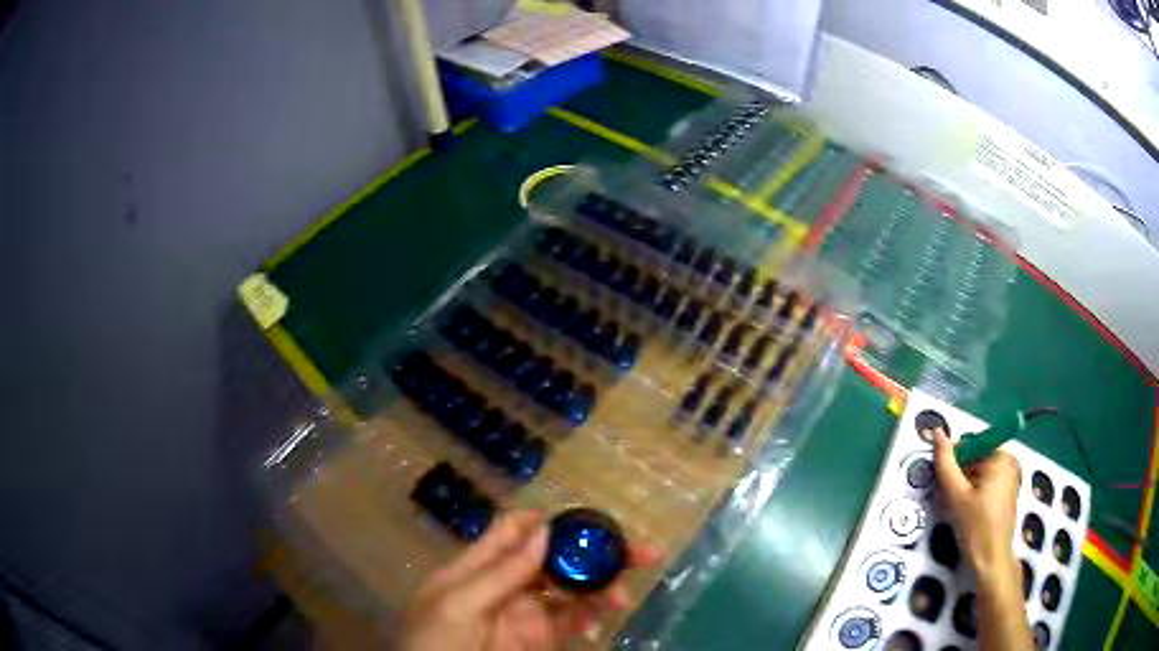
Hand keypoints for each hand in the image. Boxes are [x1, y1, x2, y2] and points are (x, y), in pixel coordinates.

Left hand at [399, 511, 660, 650]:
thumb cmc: (435, 642)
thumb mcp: (457, 605)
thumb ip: (500, 572)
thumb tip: (545, 529)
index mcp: (479, 567)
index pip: (517, 531)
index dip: (552, 521)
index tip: (589, 523)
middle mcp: (508, 585)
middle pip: (556, 559)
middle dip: (594, 552)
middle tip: (641, 552)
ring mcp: (527, 614)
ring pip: (573, 590)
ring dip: (602, 587)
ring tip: (622, 596)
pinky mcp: (543, 640)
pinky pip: (574, 622)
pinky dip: (592, 619)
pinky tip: (601, 623)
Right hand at [931, 427, 1020, 574]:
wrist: (992, 561)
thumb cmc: (976, 528)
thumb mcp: (956, 496)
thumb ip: (946, 464)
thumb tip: (937, 432)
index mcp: (999, 456)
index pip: (969, 447)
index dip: (953, 466)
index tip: (944, 488)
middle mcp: (1008, 461)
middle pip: (974, 461)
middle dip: (959, 480)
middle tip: (949, 503)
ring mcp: (1009, 478)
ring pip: (978, 475)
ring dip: (964, 490)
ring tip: (957, 512)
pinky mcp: (1007, 494)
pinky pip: (985, 486)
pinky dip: (973, 496)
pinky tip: (967, 515)